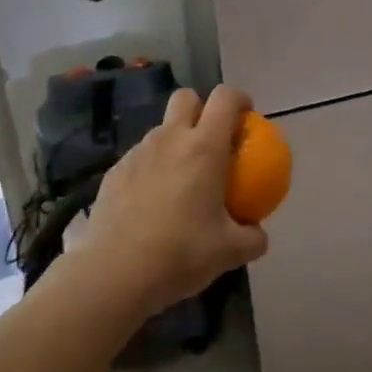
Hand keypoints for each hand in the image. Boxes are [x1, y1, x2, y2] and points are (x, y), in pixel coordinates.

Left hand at [72, 84, 269, 317]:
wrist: (113, 274)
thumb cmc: (179, 254)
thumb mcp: (229, 252)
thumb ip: (252, 238)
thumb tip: (259, 233)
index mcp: (204, 147)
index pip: (225, 98)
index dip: (239, 99)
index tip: (247, 118)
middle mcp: (170, 139)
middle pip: (186, 97)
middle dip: (201, 108)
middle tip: (212, 141)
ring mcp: (137, 153)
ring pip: (161, 129)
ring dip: (175, 142)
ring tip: (181, 180)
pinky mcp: (114, 172)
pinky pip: (140, 158)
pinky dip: (152, 169)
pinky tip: (152, 204)